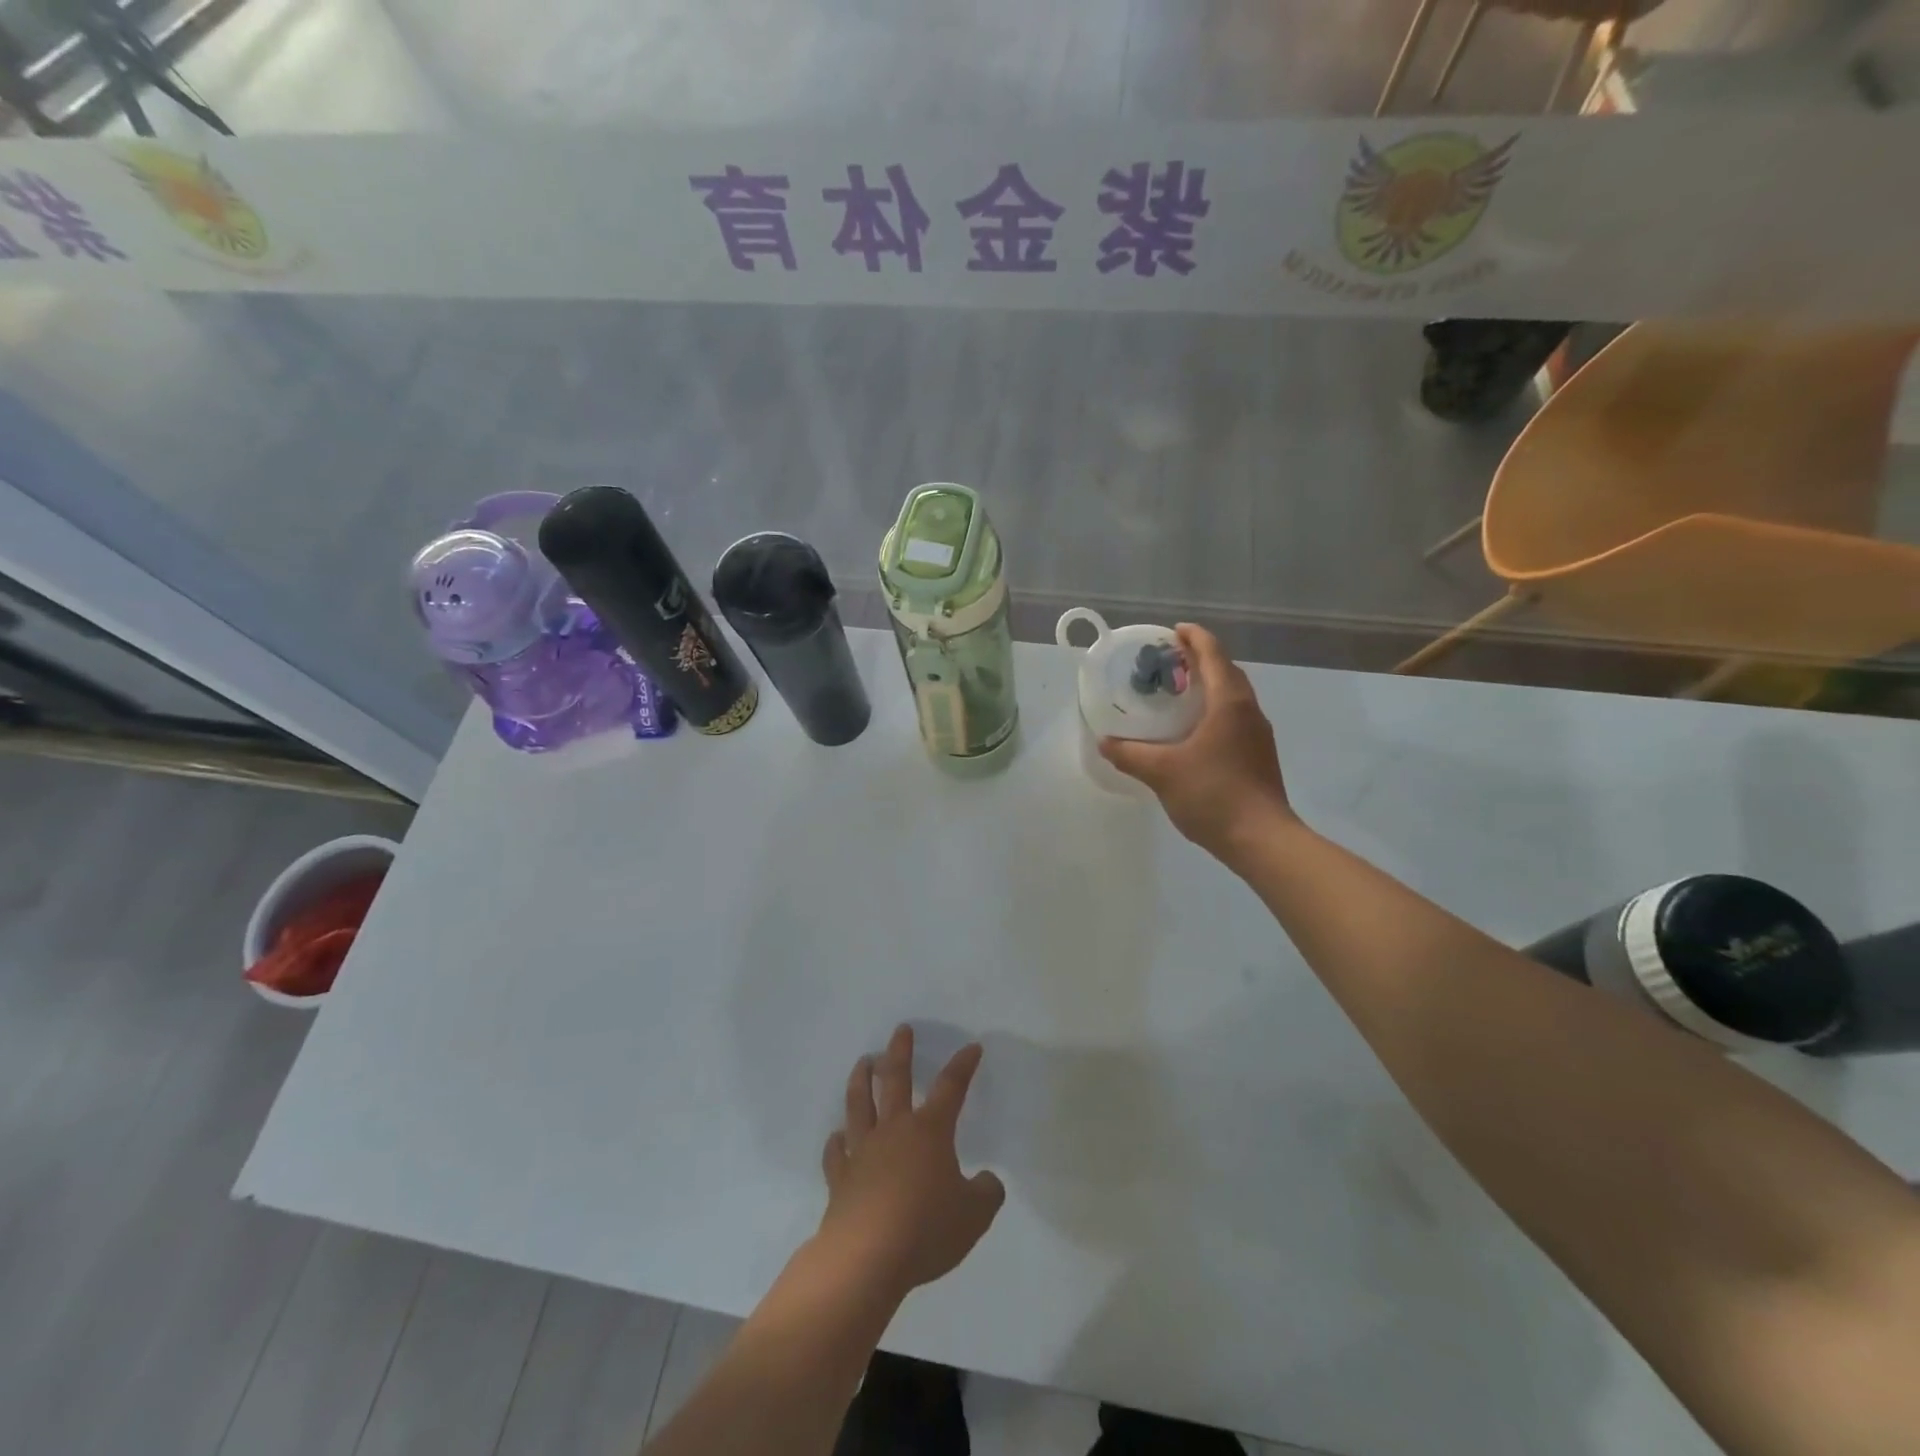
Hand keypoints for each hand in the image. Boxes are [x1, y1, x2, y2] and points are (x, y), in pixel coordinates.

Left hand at [819, 1025, 1004, 1295]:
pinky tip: (836, 1136)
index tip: (971, 1047)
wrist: (866, 1258)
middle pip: (896, 1080)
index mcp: (929, 1131)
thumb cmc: (925, 1229)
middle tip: (901, 1030)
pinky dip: (836, 1142)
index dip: (963, 1066)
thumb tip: (988, 1181)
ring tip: (863, 1062)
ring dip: (861, 1080)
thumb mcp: (974, 1216)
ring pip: (860, 1104)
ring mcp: (863, 1151)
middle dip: (900, 1052)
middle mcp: (894, 1130)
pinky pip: (836, 1152)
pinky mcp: (840, 1178)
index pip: (951, 1088)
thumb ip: (986, 1193)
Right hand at [1100, 623, 1295, 858]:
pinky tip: (1194, 730)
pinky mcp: (1259, 756)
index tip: (1173, 631)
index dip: (1194, 638)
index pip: (1214, 655)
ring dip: (1210, 685)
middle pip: (1227, 672)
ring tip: (1179, 692)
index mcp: (1229, 703)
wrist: (1262, 839)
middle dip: (1201, 659)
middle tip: (1170, 661)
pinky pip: (1235, 717)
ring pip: (1233, 696)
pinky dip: (1214, 710)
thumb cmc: (1213, 794)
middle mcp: (1249, 711)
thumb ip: (1130, 754)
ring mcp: (1258, 735)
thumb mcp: (1162, 772)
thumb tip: (1105, 742)